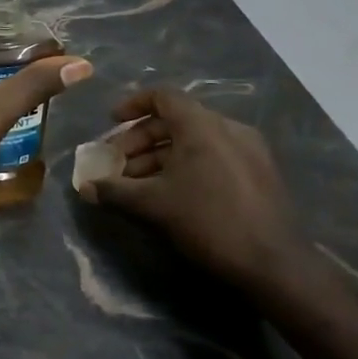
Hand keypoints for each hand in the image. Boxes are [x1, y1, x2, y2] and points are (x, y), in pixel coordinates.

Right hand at [90, 88, 311, 292]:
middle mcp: (228, 128)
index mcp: (202, 126)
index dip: (132, 105)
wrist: (272, 262)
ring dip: (161, 156)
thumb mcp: (152, 204)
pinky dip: (186, 164)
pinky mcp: (259, 172)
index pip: (163, 96)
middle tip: (118, 164)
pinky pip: (213, 155)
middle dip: (140, 139)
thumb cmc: (207, 220)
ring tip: (139, 184)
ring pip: (194, 140)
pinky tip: (172, 193)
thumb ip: (114, 191)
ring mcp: (248, 149)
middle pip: (176, 119)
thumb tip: (85, 188)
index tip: (110, 122)